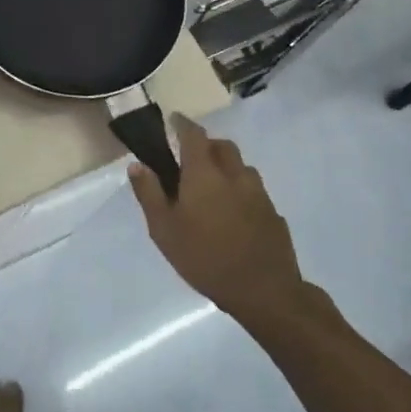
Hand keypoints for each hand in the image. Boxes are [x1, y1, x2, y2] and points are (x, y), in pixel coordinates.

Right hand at [130, 115, 306, 321]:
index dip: (182, 124)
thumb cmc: (204, 257)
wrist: (264, 290)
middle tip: (189, 159)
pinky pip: (253, 191)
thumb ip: (149, 193)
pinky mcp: (273, 213)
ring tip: (211, 189)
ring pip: (241, 167)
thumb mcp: (163, 229)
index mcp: (205, 174)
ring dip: (225, 167)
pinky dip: (240, 191)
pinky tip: (232, 215)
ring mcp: (259, 193)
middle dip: (206, 145)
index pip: (194, 134)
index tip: (173, 120)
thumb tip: (137, 165)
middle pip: (222, 146)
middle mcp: (234, 175)